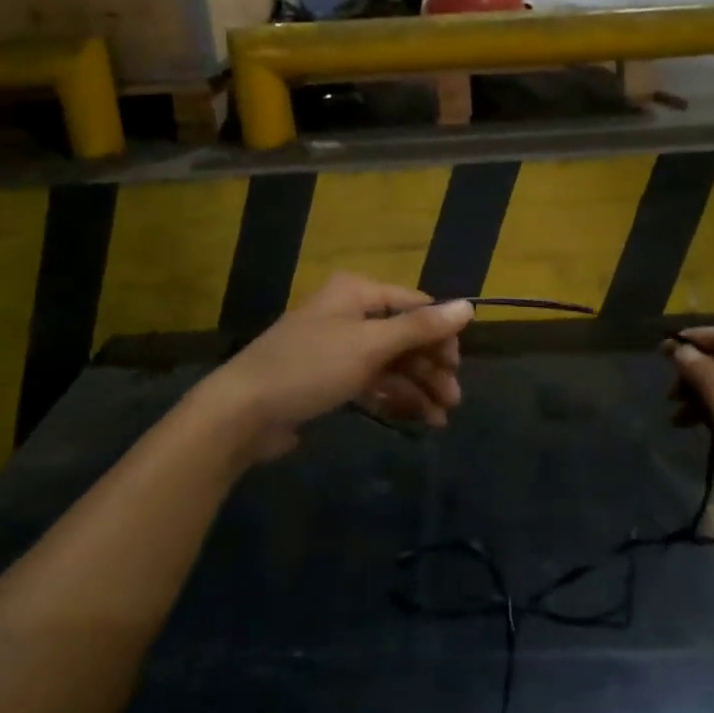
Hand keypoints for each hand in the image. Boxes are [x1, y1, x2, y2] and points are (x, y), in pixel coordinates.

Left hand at [191, 273, 474, 461]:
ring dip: (419, 387)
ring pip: (392, 362)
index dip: (441, 332)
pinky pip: (374, 382)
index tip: (459, 364)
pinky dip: (396, 398)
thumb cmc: (310, 366)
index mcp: (357, 293)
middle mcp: (350, 314)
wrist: (243, 412)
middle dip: (431, 367)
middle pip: (405, 336)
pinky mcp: (331, 379)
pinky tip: (419, 419)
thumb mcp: (369, 345)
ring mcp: (340, 348)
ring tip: (442, 417)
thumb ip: (420, 327)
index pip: (414, 305)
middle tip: (454, 399)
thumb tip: (470, 305)